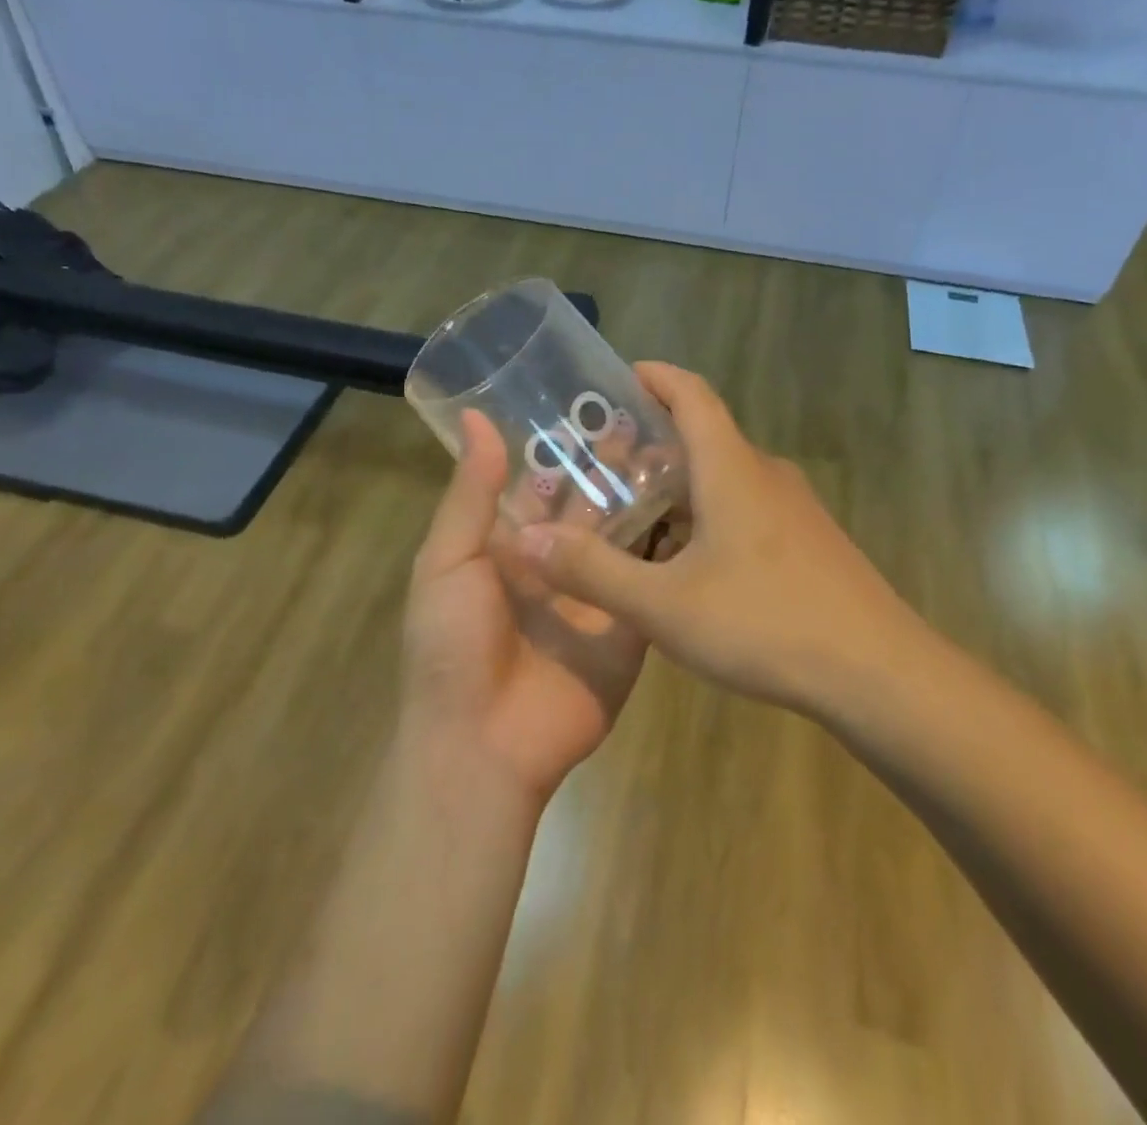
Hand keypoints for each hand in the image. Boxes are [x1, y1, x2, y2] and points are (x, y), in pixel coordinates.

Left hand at [402, 410, 646, 802]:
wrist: (485, 746)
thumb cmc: (452, 646)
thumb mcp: (448, 562)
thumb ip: (471, 493)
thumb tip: (477, 417)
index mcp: (509, 545)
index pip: (540, 483)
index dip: (564, 446)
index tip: (596, 399)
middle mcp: (555, 561)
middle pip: (588, 503)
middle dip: (612, 465)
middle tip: (648, 415)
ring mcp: (596, 593)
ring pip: (624, 534)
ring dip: (645, 496)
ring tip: (680, 446)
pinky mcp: (630, 624)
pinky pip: (650, 578)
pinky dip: (671, 545)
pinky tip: (699, 504)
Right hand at [512, 364, 922, 713]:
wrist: (878, 673)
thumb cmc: (766, 624)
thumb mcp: (664, 606)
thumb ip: (592, 571)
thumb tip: (524, 540)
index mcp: (731, 469)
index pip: (692, 394)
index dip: (656, 377)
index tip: (620, 378)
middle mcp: (765, 475)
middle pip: (704, 437)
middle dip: (653, 443)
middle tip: (602, 466)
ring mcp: (794, 510)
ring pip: (725, 479)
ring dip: (679, 486)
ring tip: (632, 517)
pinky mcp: (809, 543)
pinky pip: (746, 510)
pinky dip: (707, 517)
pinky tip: (686, 564)